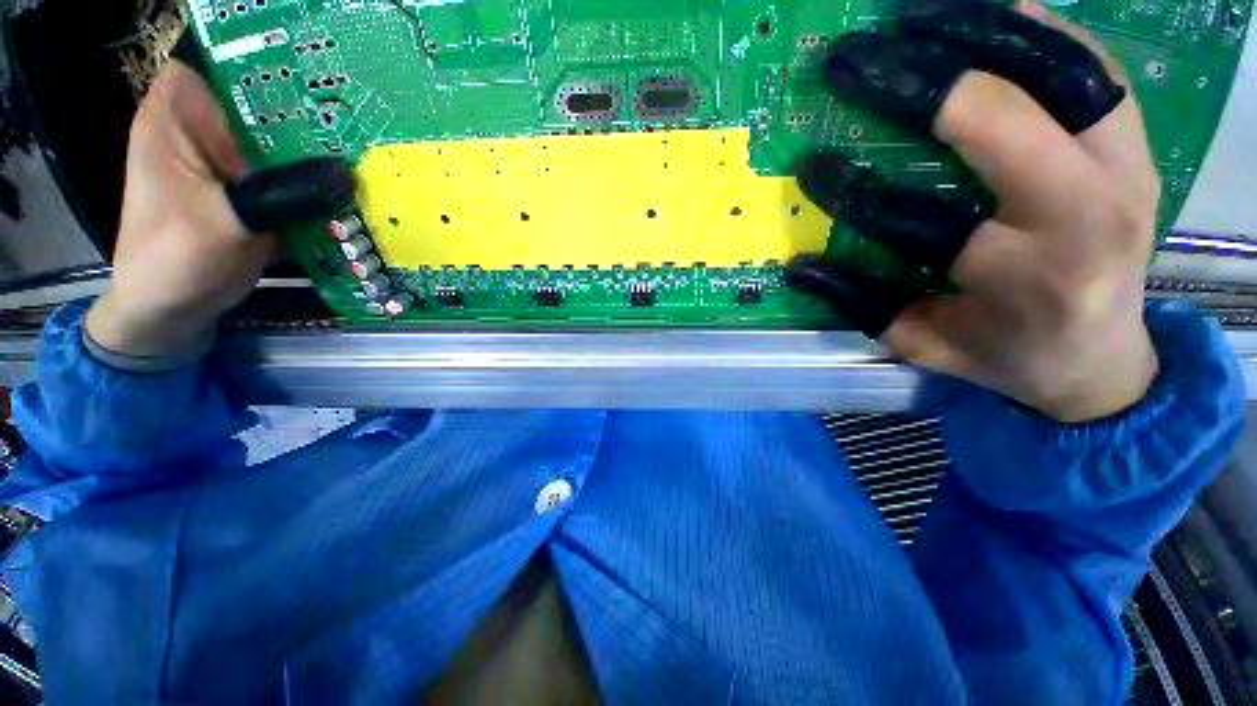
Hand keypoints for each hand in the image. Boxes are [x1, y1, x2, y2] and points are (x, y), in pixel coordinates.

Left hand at [86, 61, 353, 361]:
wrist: (172, 311)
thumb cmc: (174, 261)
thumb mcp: (225, 223)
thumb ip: (282, 195)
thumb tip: (346, 175)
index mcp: (177, 121)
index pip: (220, 65)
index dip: (262, 64)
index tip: (314, 80)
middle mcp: (205, 133)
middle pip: (261, 105)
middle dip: (308, 116)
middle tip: (361, 127)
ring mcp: (232, 166)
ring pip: (282, 145)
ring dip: (320, 157)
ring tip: (366, 160)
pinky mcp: (252, 194)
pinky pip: (291, 180)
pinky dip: (320, 188)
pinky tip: (352, 195)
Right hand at [788, 0, 1159, 422]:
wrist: (1101, 359)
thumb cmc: (1005, 356)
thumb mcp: (923, 345)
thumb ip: (862, 306)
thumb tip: (799, 264)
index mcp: (1028, 278)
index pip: (925, 218)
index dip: (857, 188)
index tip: (811, 163)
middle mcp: (1090, 212)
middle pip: (1004, 115)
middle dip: (915, 79)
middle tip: (851, 60)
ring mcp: (1128, 165)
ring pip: (1058, 66)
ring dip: (974, 29)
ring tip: (908, 18)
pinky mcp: (1137, 143)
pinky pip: (1089, 62)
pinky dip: (1034, 27)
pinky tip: (984, 14)